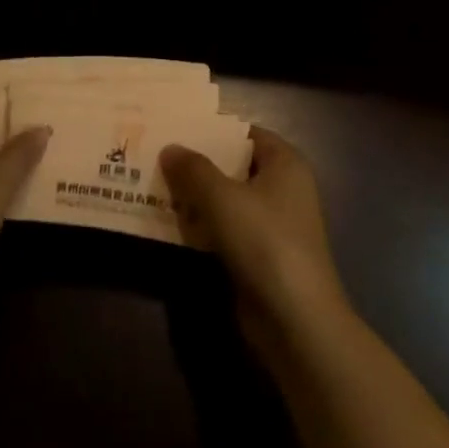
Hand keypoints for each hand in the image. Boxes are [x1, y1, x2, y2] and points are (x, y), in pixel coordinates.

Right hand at [160, 128, 347, 354]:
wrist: (295, 320)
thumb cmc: (264, 241)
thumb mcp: (222, 197)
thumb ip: (193, 169)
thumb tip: (169, 148)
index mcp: (284, 163)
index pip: (246, 133)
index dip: (213, 129)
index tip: (176, 126)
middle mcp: (282, 188)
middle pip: (233, 166)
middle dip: (197, 163)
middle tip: (156, 154)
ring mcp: (271, 224)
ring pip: (226, 199)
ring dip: (195, 195)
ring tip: (153, 183)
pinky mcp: (258, 255)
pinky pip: (224, 228)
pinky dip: (201, 224)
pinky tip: (169, 221)